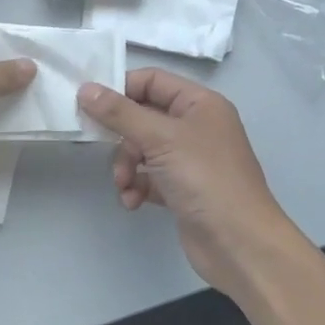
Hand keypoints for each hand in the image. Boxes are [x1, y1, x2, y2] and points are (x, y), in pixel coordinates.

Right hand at [78, 68, 303, 295]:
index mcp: (199, 104)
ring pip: (142, 149)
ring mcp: (190, 159)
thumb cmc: (205, 178)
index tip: (90, 104)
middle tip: (100, 147)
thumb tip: (85, 88)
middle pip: (143, 116)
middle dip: (121, 136)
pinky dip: (137, 186)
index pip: (152, 81)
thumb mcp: (159, 138)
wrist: (240, 244)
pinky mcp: (183, 188)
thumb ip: (119, 112)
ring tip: (124, 185)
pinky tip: (133, 201)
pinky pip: (149, 177)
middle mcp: (196, 126)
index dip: (121, 89)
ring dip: (126, 166)